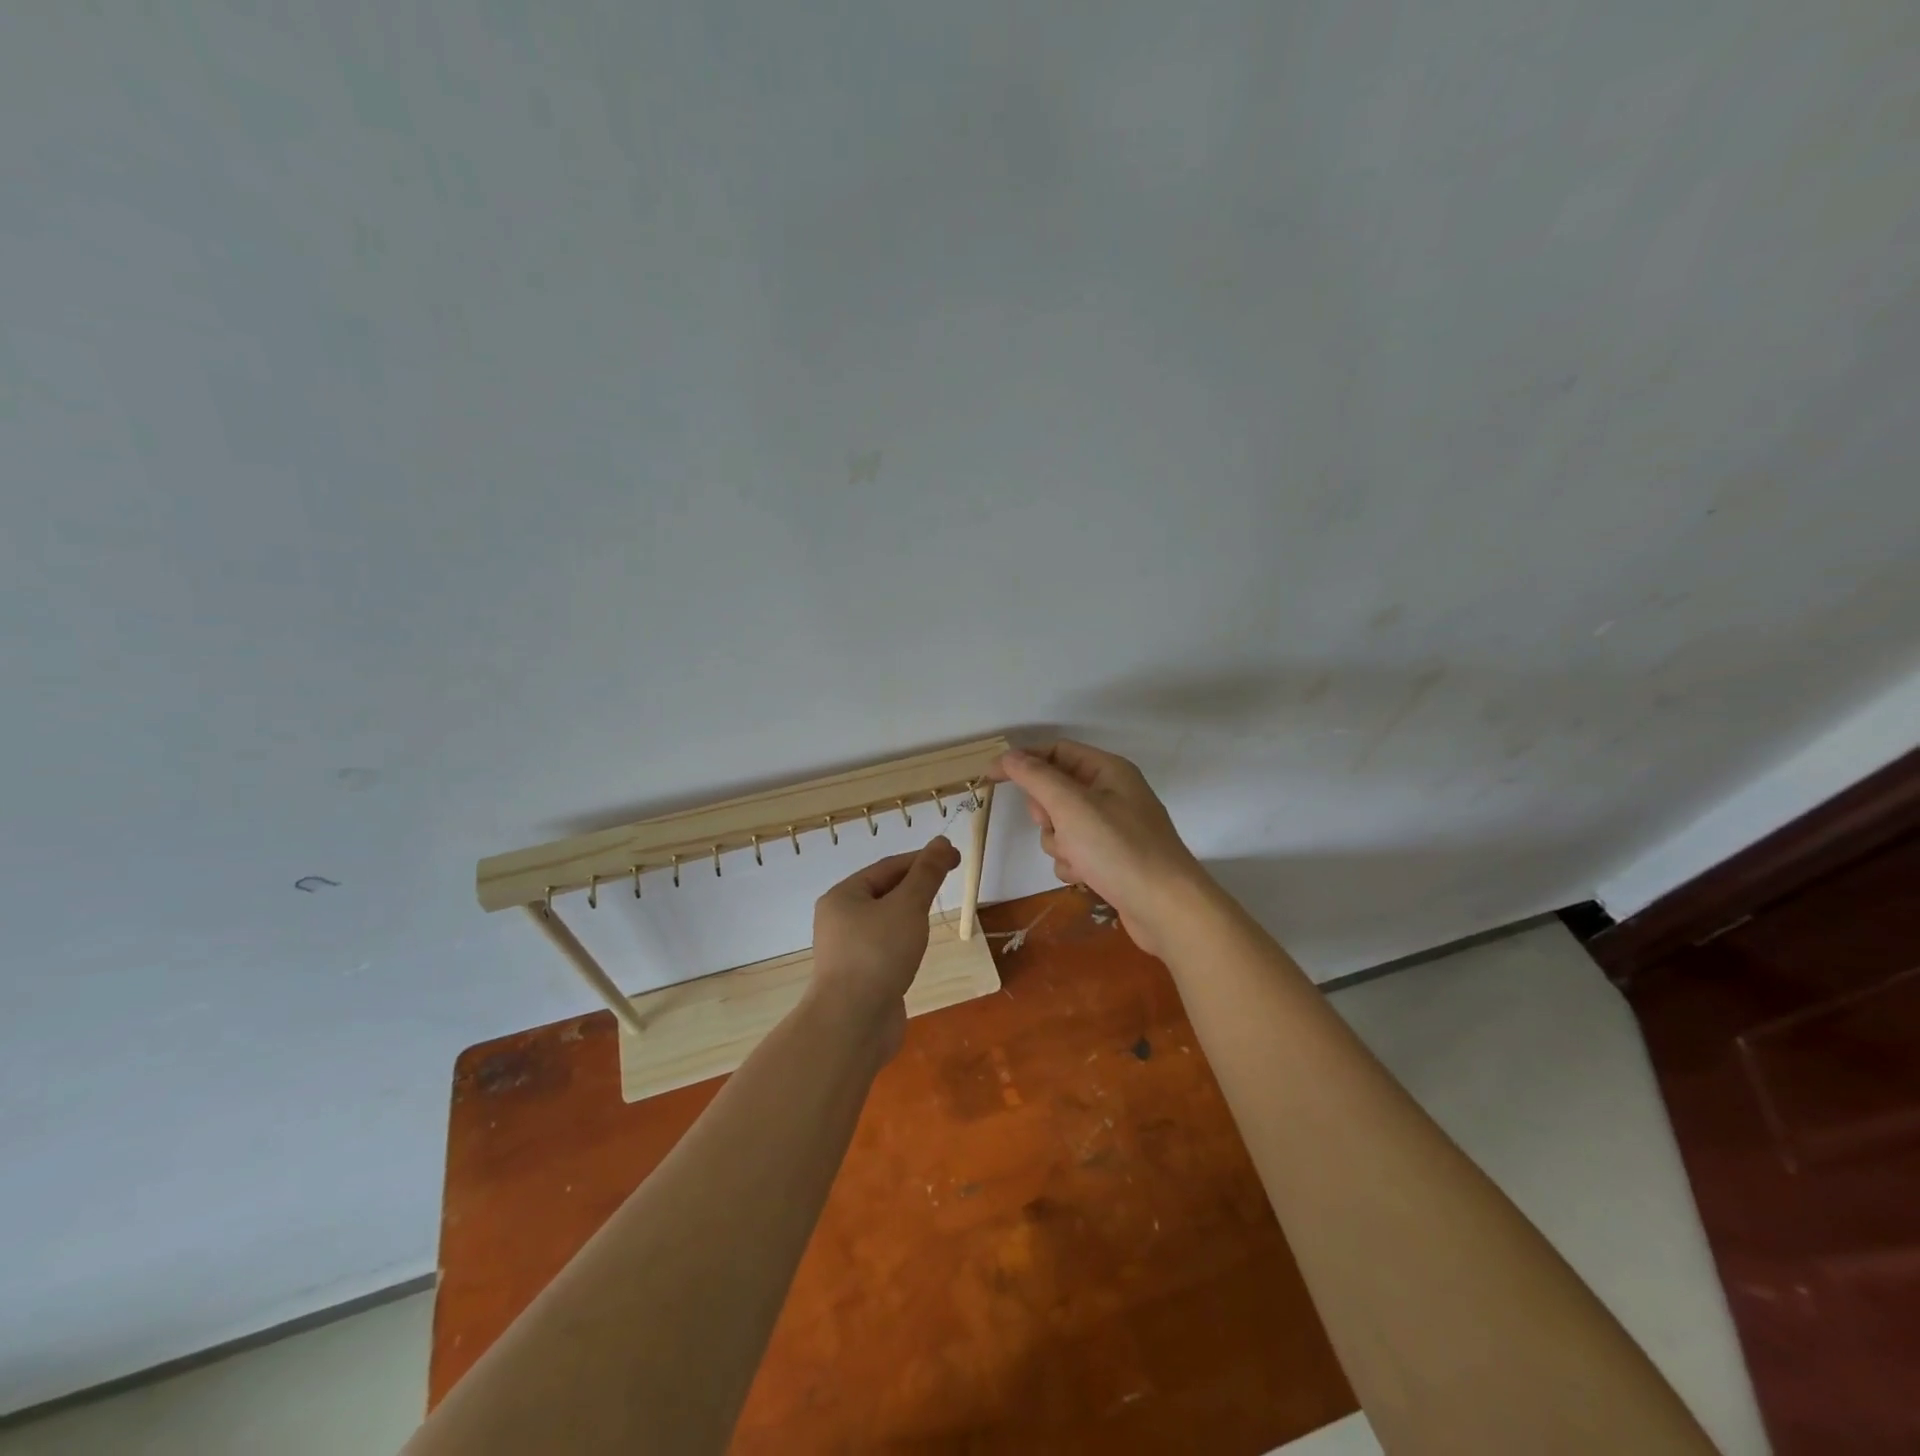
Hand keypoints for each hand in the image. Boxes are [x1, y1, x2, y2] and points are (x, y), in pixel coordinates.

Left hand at [809, 836, 961, 1056]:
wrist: (852, 1024)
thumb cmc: (878, 955)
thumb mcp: (907, 907)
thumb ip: (926, 874)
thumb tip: (941, 842)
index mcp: (843, 896)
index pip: (888, 867)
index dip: (923, 859)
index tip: (954, 857)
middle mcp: (839, 920)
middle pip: (883, 892)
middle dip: (915, 885)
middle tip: (948, 881)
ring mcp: (847, 951)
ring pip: (885, 922)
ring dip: (910, 914)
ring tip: (934, 913)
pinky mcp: (859, 977)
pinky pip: (884, 948)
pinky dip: (904, 941)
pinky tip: (918, 949)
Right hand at [990, 741, 1207, 957]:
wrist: (1166, 909)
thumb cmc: (1118, 849)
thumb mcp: (1071, 806)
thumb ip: (1036, 777)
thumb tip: (1009, 756)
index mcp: (1108, 770)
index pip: (1056, 751)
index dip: (1022, 761)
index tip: (990, 778)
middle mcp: (1112, 794)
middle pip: (1056, 791)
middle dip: (1046, 813)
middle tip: (1056, 825)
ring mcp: (1113, 828)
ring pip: (1061, 826)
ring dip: (1059, 843)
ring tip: (1078, 858)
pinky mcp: (1112, 859)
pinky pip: (1075, 851)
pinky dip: (1073, 863)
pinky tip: (1086, 877)